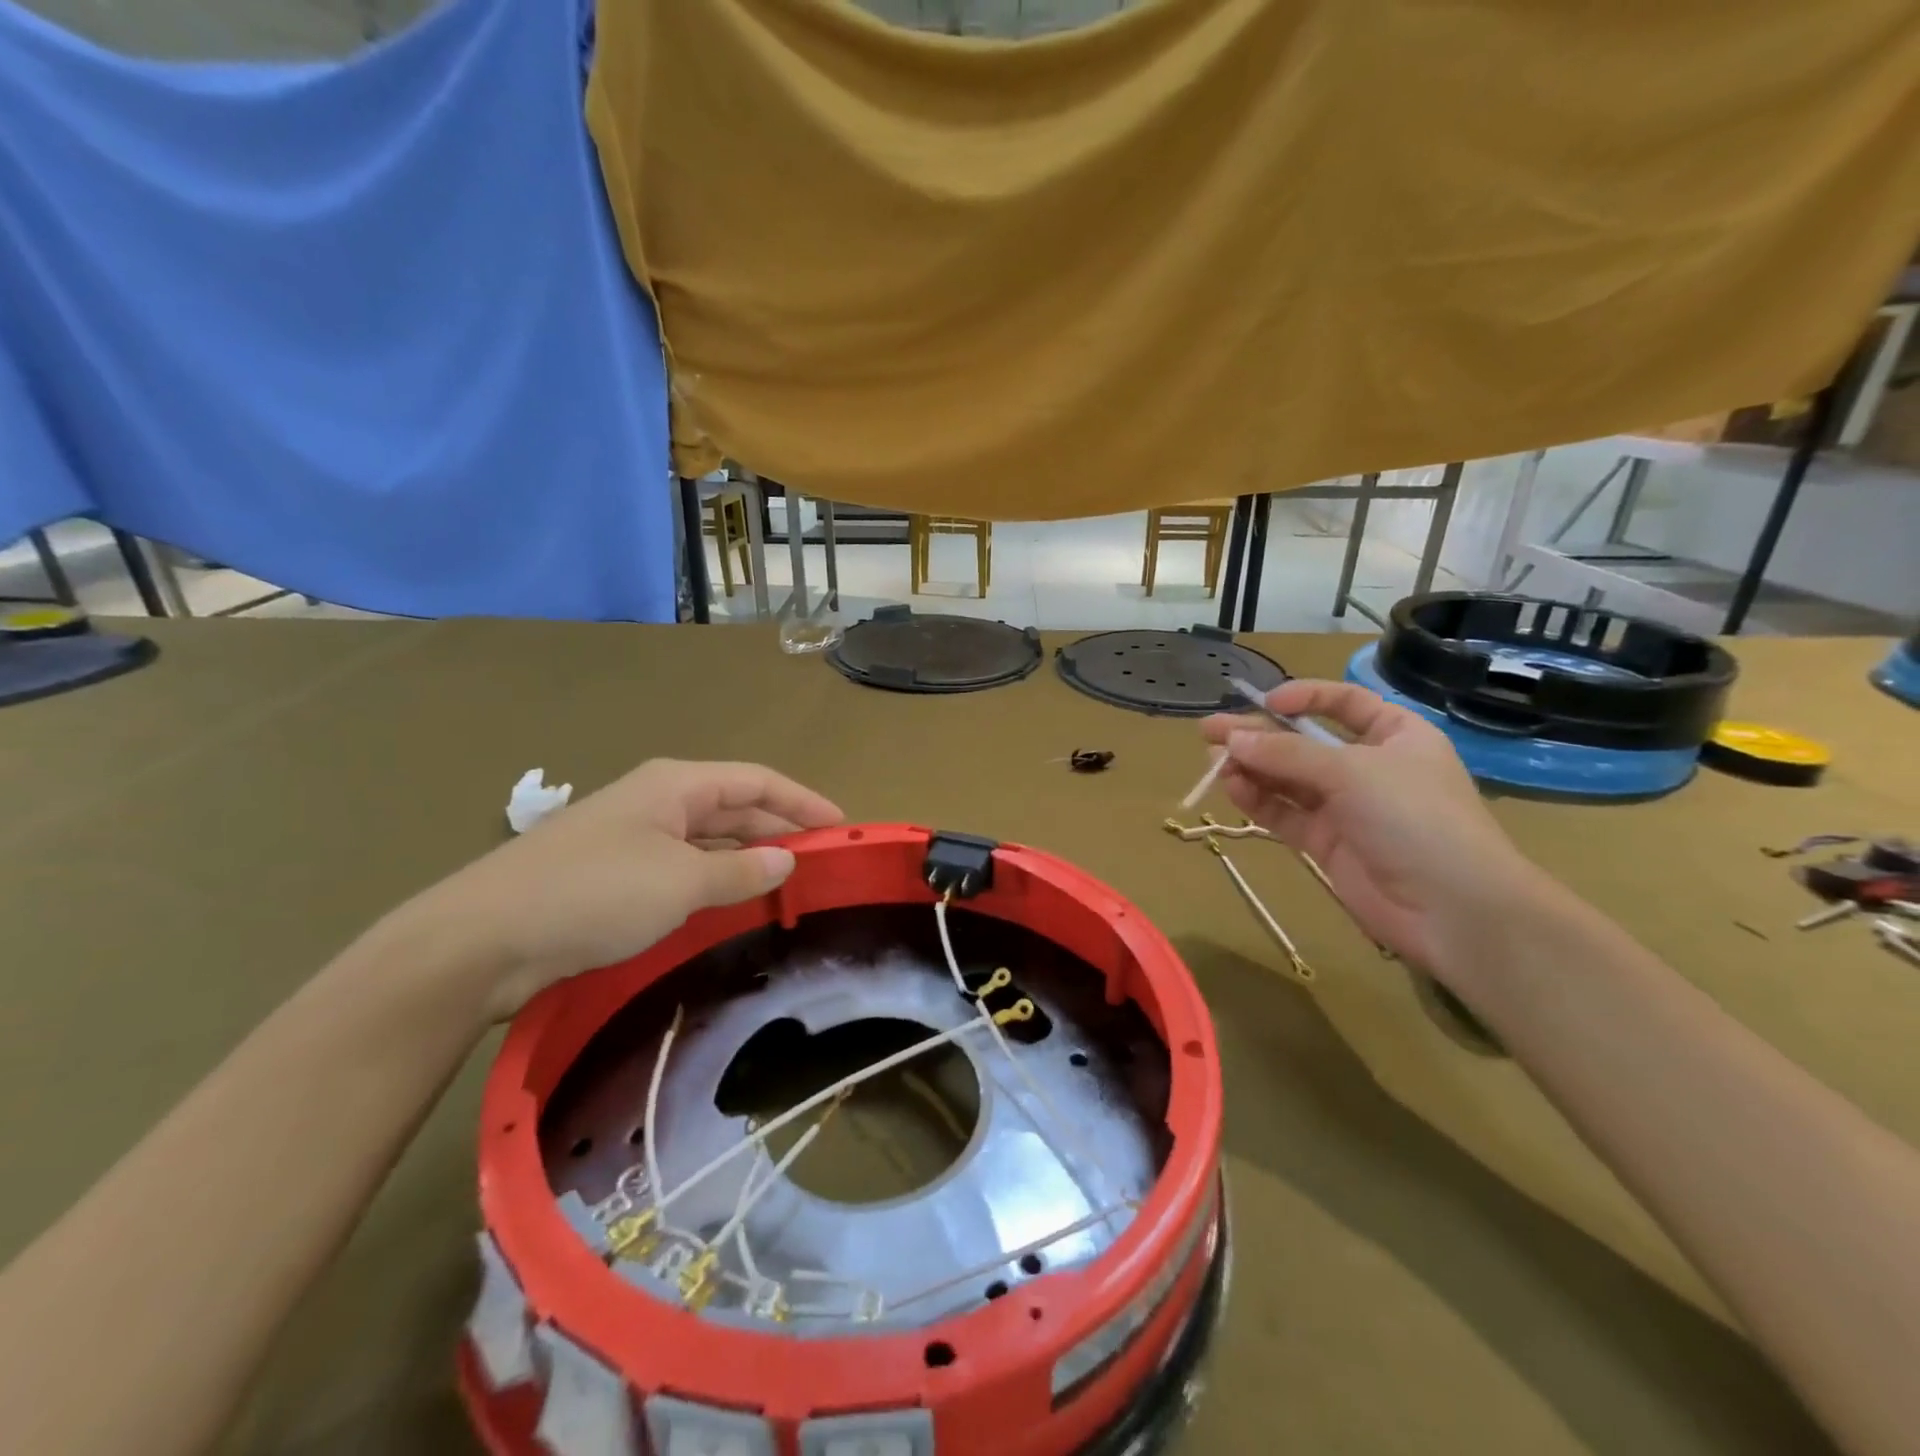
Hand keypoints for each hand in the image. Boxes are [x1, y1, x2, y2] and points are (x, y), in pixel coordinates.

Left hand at [397, 760, 842, 1019]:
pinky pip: (681, 870)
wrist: (481, 940)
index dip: (803, 801)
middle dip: (779, 831)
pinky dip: (713, 883)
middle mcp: (657, 803)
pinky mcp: (612, 877)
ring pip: (707, 841)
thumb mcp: (681, 882)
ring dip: (746, 860)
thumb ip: (740, 870)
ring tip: (787, 887)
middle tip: (821, 865)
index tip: (842, 827)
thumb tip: (787, 860)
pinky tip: (730, 906)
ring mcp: (632, 839)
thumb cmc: (593, 893)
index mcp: (676, 785)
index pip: (758, 781)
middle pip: (735, 808)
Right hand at [1200, 681, 1548, 981]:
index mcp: (1395, 735)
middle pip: (1303, 742)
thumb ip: (1287, 753)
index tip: (1264, 703)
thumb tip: (1231, 739)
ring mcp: (1346, 808)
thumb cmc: (1414, 818)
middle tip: (1209, 733)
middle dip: (1258, 736)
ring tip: (1215, 764)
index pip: (1344, 703)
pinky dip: (1258, 801)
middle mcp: (1368, 767)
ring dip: (1252, 768)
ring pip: (1287, 779)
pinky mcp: (1327, 843)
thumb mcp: (1351, 771)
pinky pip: (1285, 814)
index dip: (1303, 698)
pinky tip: (1233, 790)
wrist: (1453, 910)